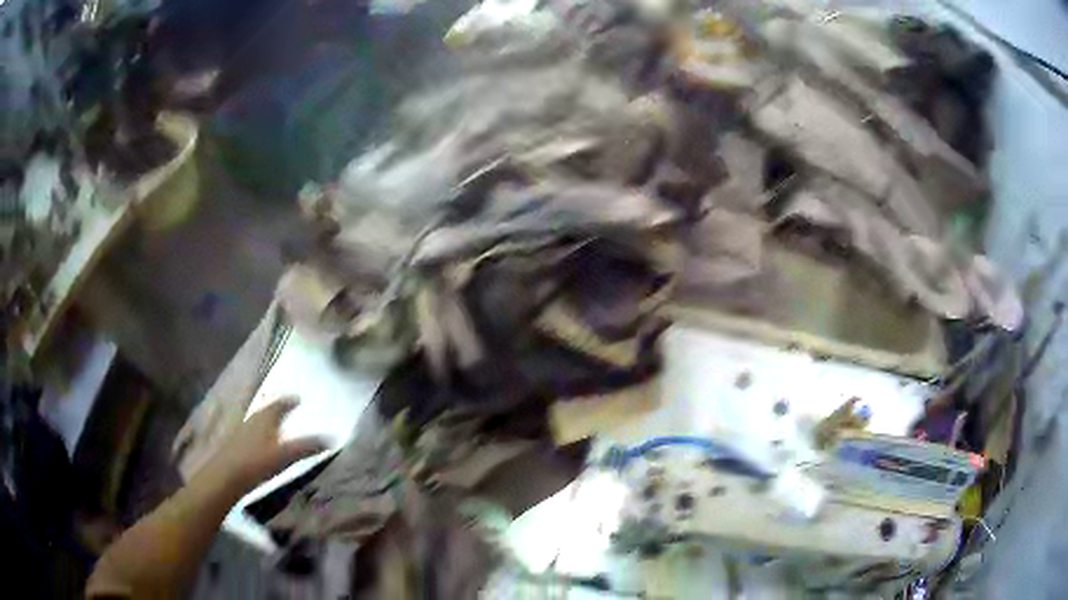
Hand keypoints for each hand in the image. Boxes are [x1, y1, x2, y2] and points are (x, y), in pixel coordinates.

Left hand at [200, 396, 328, 492]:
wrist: (226, 475)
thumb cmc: (257, 462)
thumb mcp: (286, 455)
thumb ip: (307, 447)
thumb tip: (330, 438)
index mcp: (266, 416)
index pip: (280, 403)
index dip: (290, 400)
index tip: (298, 398)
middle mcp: (253, 418)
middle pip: (267, 409)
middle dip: (278, 408)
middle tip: (288, 408)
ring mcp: (242, 430)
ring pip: (258, 421)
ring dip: (268, 421)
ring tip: (277, 425)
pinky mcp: (236, 444)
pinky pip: (252, 432)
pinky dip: (260, 433)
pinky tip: (262, 444)